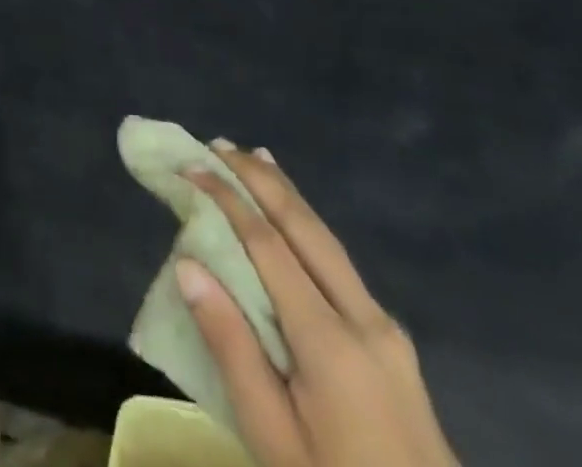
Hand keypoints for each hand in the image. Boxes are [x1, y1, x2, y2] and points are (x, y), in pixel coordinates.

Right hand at [176, 145, 456, 466]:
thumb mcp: (273, 439)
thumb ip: (231, 347)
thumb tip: (188, 265)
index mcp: (329, 340)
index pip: (268, 244)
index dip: (227, 199)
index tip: (191, 166)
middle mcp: (363, 316)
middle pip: (305, 227)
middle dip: (260, 179)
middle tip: (218, 145)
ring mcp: (384, 327)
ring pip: (327, 239)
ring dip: (287, 194)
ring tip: (254, 158)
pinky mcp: (393, 342)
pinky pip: (340, 264)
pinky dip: (308, 227)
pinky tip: (295, 221)